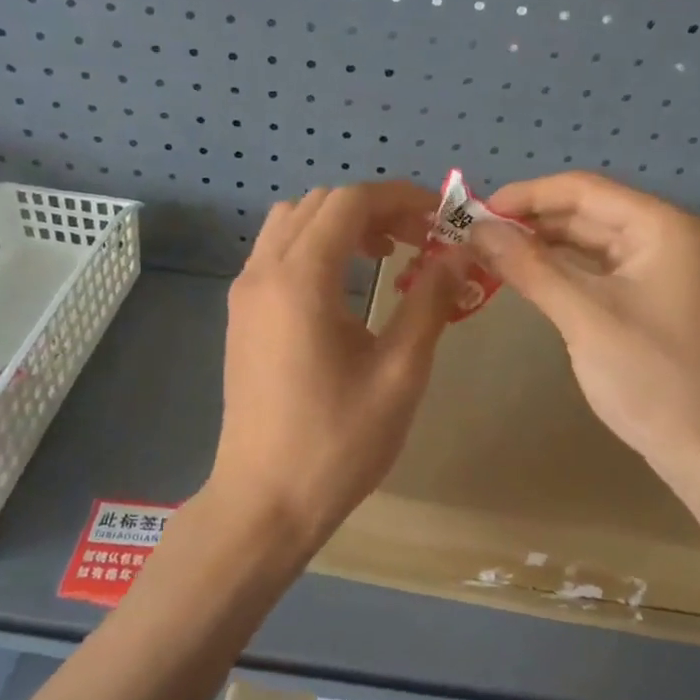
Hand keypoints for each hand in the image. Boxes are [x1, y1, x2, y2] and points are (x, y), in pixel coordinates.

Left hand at [206, 181, 463, 551]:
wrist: (265, 500)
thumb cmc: (338, 442)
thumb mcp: (399, 372)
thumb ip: (429, 302)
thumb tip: (457, 254)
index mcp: (300, 279)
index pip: (351, 202)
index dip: (402, 198)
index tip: (442, 218)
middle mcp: (263, 272)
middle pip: (320, 204)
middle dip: (375, 208)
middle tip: (421, 240)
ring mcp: (245, 292)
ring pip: (293, 223)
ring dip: (342, 224)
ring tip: (386, 255)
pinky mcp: (241, 315)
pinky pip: (277, 253)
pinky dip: (316, 247)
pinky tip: (346, 285)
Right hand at [469, 172, 699, 497]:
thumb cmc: (650, 377)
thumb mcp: (583, 316)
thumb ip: (529, 266)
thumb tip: (477, 228)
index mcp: (661, 226)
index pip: (584, 189)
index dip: (526, 195)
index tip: (476, 210)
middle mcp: (664, 236)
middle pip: (586, 211)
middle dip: (531, 220)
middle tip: (475, 234)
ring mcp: (659, 269)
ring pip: (589, 241)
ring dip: (542, 245)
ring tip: (489, 252)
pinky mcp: (648, 298)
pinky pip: (596, 270)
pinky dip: (560, 270)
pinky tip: (525, 275)